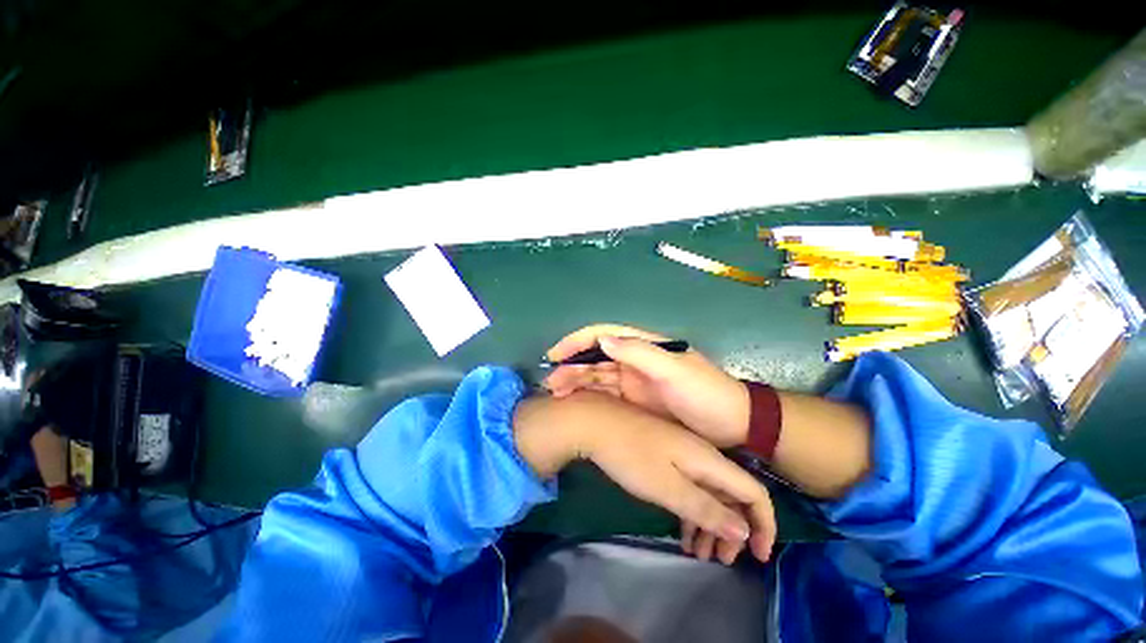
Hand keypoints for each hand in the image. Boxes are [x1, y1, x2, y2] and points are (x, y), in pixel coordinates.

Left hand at [514, 392, 774, 563]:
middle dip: (733, 530)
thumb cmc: (630, 456)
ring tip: (698, 553)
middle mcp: (701, 453)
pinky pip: (689, 485)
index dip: (764, 525)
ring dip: (709, 523)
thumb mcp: (667, 488)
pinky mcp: (665, 453)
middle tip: (721, 560)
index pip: (754, 492)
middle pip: (732, 495)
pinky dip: (690, 509)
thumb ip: (706, 508)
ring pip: (708, 491)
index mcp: (708, 459)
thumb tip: (744, 530)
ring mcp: (682, 452)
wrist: (596, 421)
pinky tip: (681, 530)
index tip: (759, 558)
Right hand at [544, 324, 750, 447]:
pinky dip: (588, 397)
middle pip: (595, 357)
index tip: (556, 354)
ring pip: (596, 376)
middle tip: (552, 384)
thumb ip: (640, 353)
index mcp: (644, 346)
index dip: (577, 341)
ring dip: (576, 382)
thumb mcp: (675, 372)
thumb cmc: (705, 394)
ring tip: (556, 395)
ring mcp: (633, 381)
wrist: (732, 425)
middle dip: (571, 366)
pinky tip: (574, 405)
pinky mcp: (634, 401)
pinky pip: (604, 395)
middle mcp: (634, 360)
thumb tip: (602, 341)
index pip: (603, 335)